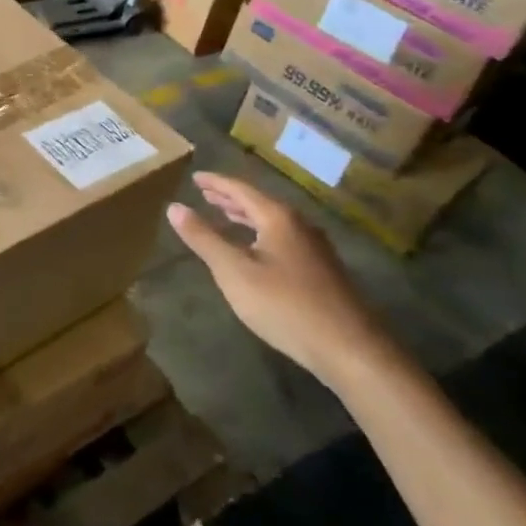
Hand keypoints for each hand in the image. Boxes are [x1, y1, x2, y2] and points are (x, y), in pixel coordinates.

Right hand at [166, 173, 402, 391]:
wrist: (350, 349)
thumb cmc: (285, 305)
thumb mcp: (234, 271)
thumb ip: (203, 238)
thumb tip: (175, 207)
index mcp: (278, 218)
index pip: (241, 190)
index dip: (216, 182)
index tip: (195, 177)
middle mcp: (300, 226)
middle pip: (259, 203)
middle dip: (230, 198)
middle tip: (206, 193)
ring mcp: (315, 249)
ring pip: (273, 222)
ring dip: (246, 217)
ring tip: (225, 215)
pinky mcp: (322, 271)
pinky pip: (283, 239)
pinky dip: (261, 234)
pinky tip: (256, 250)